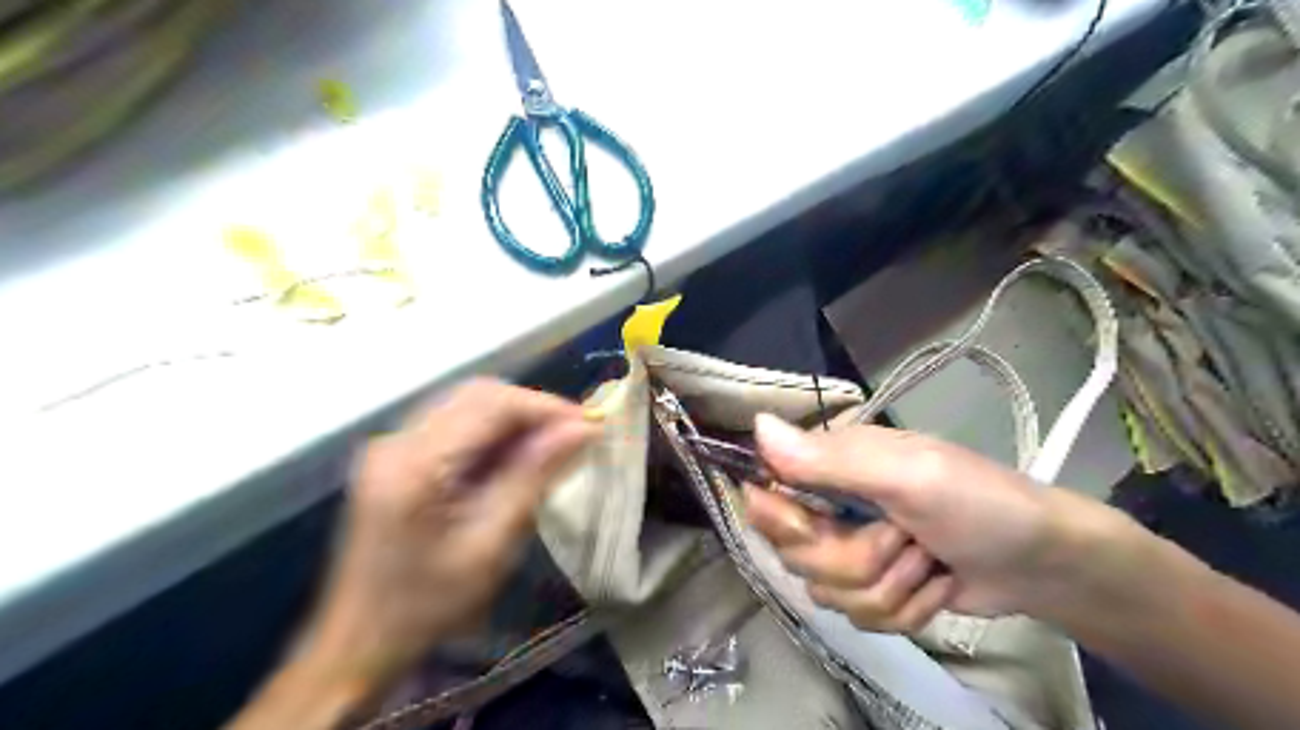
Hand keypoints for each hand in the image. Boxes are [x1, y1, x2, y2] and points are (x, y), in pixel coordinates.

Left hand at [304, 379, 593, 686]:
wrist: (359, 641)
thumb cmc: (428, 604)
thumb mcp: (491, 543)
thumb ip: (534, 476)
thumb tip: (582, 429)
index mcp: (416, 464)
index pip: (491, 404)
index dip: (546, 406)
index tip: (590, 424)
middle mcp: (398, 440)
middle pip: (478, 395)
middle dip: (532, 408)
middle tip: (575, 434)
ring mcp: (393, 445)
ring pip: (468, 404)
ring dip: (515, 418)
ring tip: (554, 444)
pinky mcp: (397, 456)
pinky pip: (456, 424)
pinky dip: (493, 432)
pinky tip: (516, 457)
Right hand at [748, 415, 1133, 632]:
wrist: (1043, 563)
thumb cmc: (978, 503)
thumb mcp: (907, 475)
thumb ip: (830, 460)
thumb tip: (757, 426)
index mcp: (831, 466)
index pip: (766, 493)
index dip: (782, 521)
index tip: (819, 529)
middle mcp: (831, 506)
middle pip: (794, 555)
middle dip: (855, 560)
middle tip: (903, 538)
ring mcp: (852, 551)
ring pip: (827, 593)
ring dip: (888, 587)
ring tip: (927, 561)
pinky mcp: (874, 590)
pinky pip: (859, 618)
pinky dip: (905, 610)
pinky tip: (934, 587)